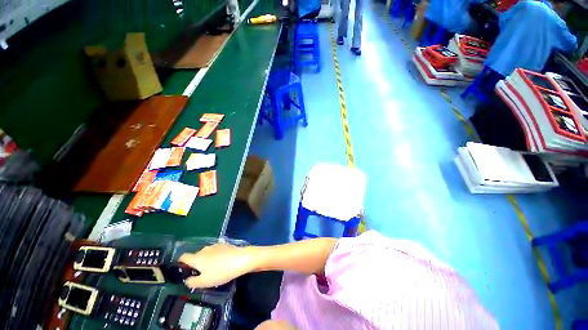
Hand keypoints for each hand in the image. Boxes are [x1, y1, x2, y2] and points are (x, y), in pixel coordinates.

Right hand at [178, 243, 256, 288]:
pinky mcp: (225, 245)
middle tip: (200, 275)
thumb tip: (187, 280)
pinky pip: (215, 252)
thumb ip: (192, 282)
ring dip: (206, 261)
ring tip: (212, 271)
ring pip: (206, 254)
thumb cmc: (221, 272)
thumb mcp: (204, 282)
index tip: (183, 271)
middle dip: (195, 264)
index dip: (180, 263)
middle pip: (195, 256)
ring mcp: (215, 245)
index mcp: (197, 257)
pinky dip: (215, 257)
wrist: (241, 259)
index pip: (183, 257)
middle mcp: (204, 249)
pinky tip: (221, 264)